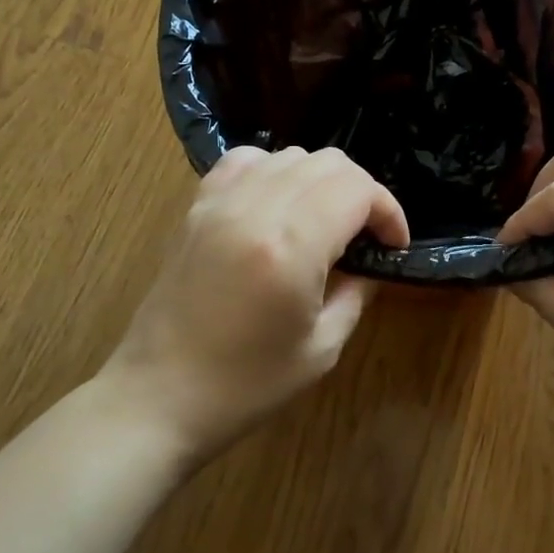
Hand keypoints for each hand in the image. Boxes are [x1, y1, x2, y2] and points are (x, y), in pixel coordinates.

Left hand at [102, 146, 408, 457]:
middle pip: (328, 163)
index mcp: (291, 246)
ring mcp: (219, 203)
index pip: (357, 189)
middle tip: (367, 235)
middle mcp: (254, 209)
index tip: (394, 245)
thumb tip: (371, 261)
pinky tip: (278, 205)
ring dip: (320, 180)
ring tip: (325, 221)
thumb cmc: (246, 385)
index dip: (389, 211)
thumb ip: (356, 291)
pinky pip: (244, 161)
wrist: (160, 396)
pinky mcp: (196, 208)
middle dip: (361, 192)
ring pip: (289, 155)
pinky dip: (273, 171)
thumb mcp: (322, 348)